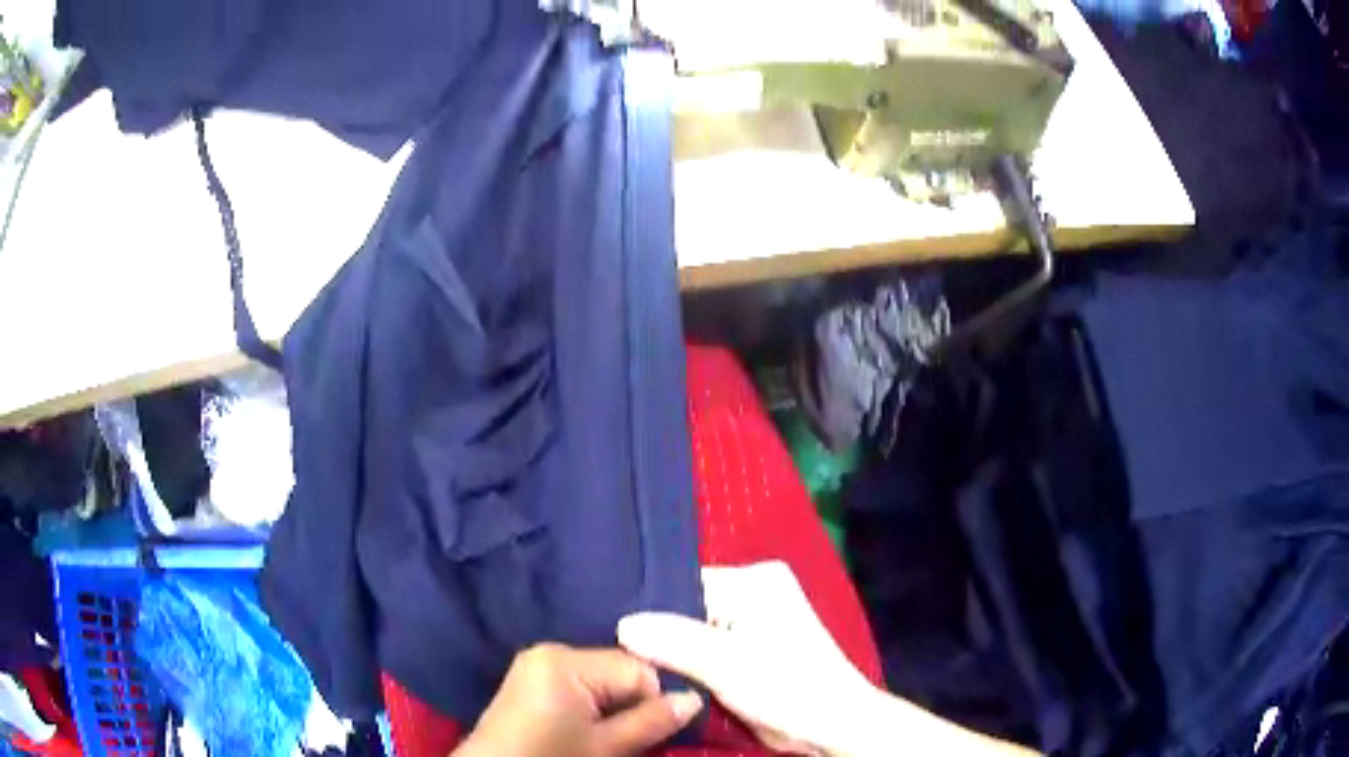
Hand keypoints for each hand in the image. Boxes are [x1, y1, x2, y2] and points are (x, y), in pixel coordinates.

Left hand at [454, 644, 703, 756]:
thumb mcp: (606, 747)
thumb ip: (652, 721)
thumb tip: (695, 699)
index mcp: (566, 660)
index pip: (638, 669)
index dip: (651, 703)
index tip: (646, 734)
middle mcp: (551, 651)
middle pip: (619, 672)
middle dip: (630, 705)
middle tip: (618, 740)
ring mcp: (536, 665)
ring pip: (602, 681)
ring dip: (612, 709)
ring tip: (599, 739)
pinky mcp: (530, 681)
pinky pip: (578, 685)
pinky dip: (590, 708)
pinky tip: (579, 732)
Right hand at [618, 561, 873, 754]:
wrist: (830, 726)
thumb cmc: (787, 687)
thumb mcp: (726, 663)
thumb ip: (673, 641)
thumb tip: (621, 625)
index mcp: (754, 580)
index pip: (683, 581)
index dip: (647, 607)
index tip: (610, 628)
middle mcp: (752, 592)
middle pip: (685, 606)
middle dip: (655, 631)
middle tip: (613, 647)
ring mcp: (750, 622)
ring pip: (690, 631)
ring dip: (666, 650)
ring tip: (627, 662)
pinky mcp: (747, 650)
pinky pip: (701, 649)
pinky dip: (682, 663)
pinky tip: (654, 673)